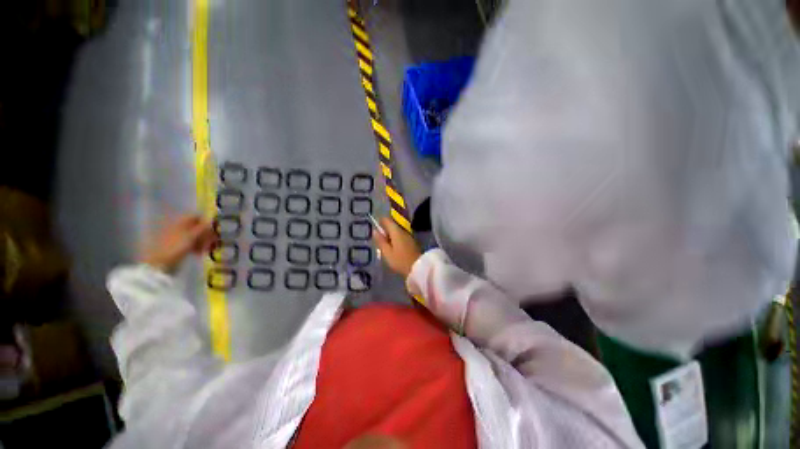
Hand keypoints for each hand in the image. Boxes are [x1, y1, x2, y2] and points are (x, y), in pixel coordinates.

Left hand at [139, 215, 215, 272]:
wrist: (159, 263)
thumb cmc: (175, 247)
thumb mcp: (192, 236)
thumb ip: (203, 227)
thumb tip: (212, 220)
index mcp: (180, 222)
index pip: (196, 217)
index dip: (206, 222)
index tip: (214, 229)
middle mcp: (179, 227)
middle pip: (197, 227)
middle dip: (206, 234)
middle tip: (213, 241)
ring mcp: (177, 238)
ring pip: (195, 236)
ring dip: (203, 241)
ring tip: (207, 249)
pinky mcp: (178, 247)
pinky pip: (191, 244)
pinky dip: (197, 247)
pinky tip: (200, 253)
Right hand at [373, 217, 421, 277]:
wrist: (418, 267)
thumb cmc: (400, 260)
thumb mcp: (387, 252)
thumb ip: (380, 241)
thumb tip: (374, 231)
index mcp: (396, 231)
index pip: (387, 220)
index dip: (380, 221)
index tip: (375, 227)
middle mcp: (403, 230)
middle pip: (392, 225)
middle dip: (385, 230)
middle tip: (379, 239)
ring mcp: (408, 236)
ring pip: (397, 231)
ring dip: (390, 235)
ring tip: (385, 245)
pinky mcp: (411, 242)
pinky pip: (401, 237)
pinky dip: (395, 240)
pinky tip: (393, 248)